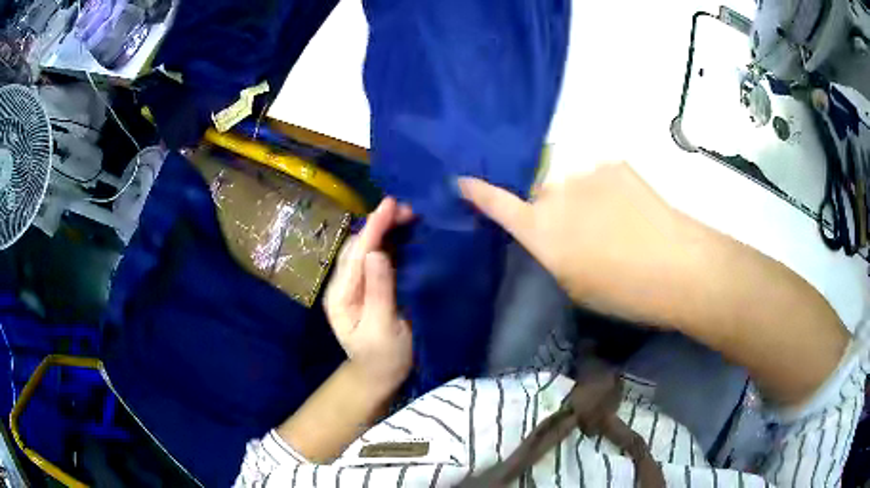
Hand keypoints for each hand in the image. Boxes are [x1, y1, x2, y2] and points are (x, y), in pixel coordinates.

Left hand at [324, 198, 413, 386]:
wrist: (381, 374)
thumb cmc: (383, 357)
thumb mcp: (382, 328)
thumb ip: (379, 291)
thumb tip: (377, 253)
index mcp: (341, 296)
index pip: (356, 255)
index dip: (373, 228)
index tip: (390, 205)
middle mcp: (344, 285)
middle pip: (358, 246)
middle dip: (380, 224)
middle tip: (409, 209)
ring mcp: (355, 284)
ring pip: (367, 248)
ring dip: (385, 229)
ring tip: (408, 215)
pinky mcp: (369, 286)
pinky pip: (377, 257)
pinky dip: (390, 241)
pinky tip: (404, 232)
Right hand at [459, 162, 696, 326]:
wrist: (675, 266)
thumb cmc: (621, 292)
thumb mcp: (573, 284)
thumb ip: (551, 252)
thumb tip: (547, 234)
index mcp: (541, 231)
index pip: (498, 204)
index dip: (478, 192)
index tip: (461, 181)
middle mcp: (555, 194)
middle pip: (541, 194)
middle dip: (552, 209)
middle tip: (582, 233)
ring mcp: (586, 173)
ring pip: (573, 184)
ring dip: (583, 199)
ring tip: (614, 223)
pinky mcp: (614, 164)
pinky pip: (599, 176)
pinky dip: (607, 190)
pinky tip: (630, 209)